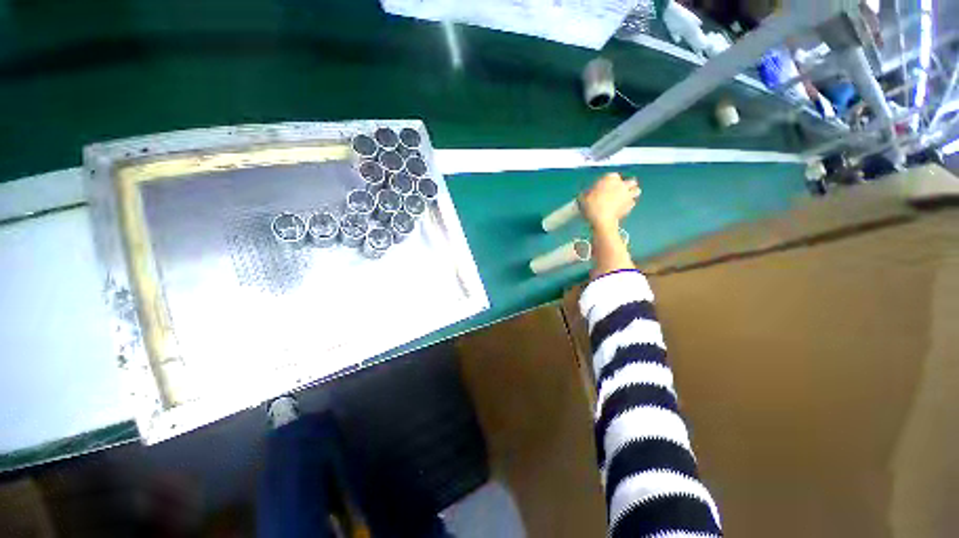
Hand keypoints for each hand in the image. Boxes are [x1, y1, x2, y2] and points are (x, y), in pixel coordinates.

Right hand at [579, 173, 640, 231]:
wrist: (602, 220)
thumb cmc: (592, 206)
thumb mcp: (583, 199)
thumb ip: (586, 194)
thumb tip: (585, 195)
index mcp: (610, 178)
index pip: (612, 176)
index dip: (608, 182)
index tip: (603, 187)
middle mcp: (622, 184)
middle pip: (630, 181)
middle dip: (626, 184)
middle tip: (619, 190)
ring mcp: (628, 194)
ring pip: (636, 190)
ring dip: (632, 192)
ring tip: (625, 197)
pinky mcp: (631, 205)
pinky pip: (632, 202)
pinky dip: (629, 204)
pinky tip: (622, 207)